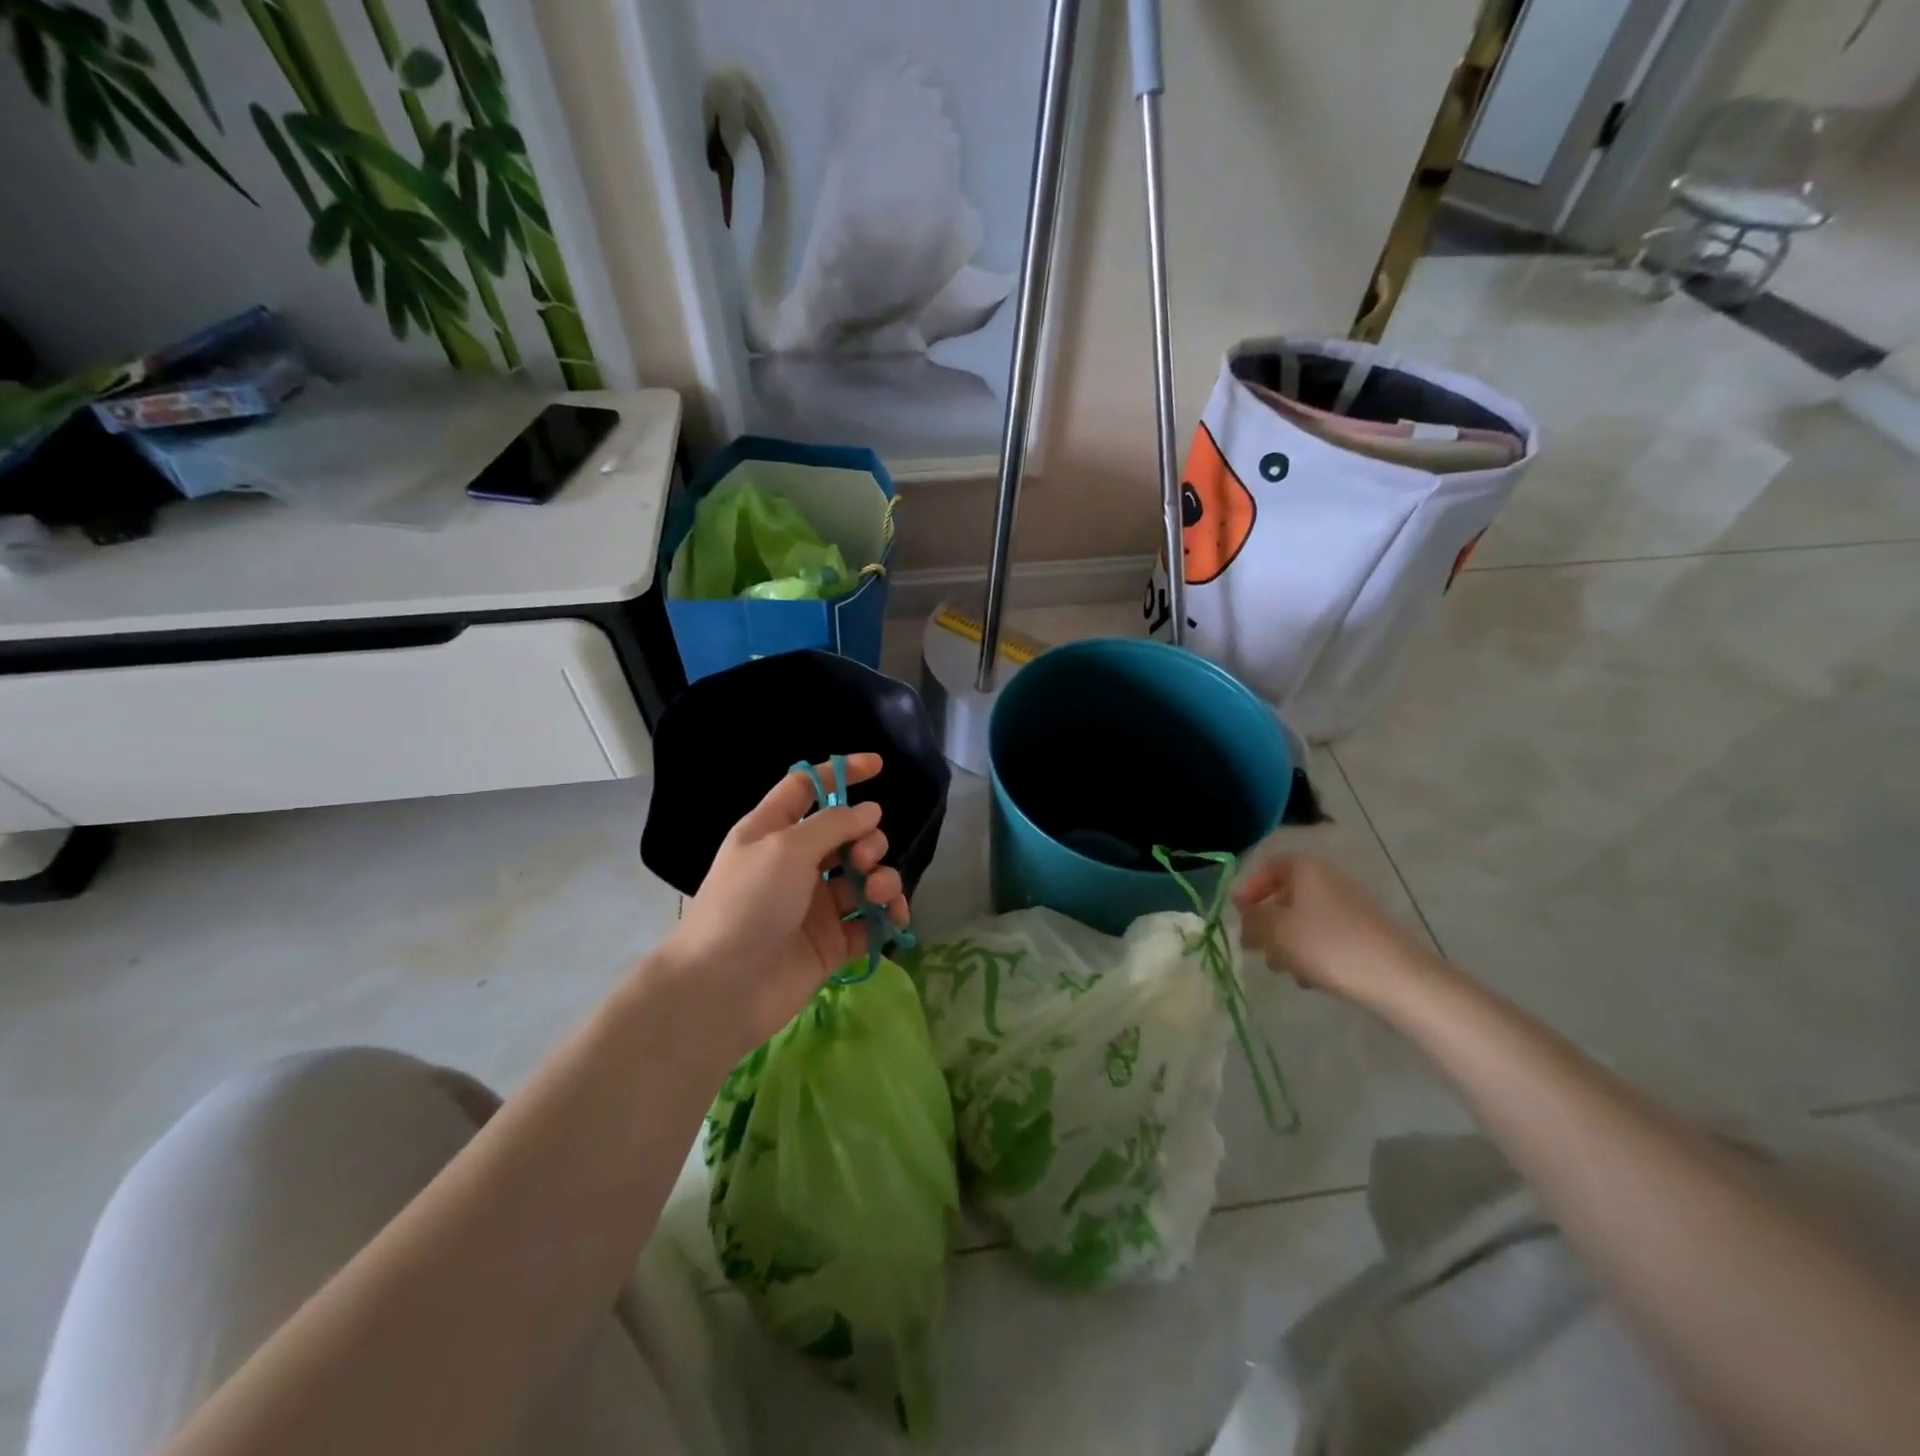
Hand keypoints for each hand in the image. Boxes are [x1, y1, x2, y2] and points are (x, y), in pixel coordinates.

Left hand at [658, 754, 908, 1053]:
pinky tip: (894, 918)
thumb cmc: (747, 904)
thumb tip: (871, 812)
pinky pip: (870, 919)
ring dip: (881, 876)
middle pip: (846, 834)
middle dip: (867, 839)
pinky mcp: (832, 941)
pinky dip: (887, 914)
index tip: (878, 766)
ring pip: (864, 876)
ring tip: (877, 892)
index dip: (840, 773)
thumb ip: (833, 824)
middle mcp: (795, 863)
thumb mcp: (786, 848)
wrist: (724, 988)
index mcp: (772, 831)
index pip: (808, 788)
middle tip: (861, 858)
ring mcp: (815, 904)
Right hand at [1232, 854, 1436, 1006]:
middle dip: (1268, 923)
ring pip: (1305, 920)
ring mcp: (1351, 906)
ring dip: (1288, 943)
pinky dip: (1313, 952)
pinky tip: (1312, 979)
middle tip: (1258, 949)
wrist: (1397, 979)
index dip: (1248, 889)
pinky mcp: (1365, 933)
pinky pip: (1326, 937)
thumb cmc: (1327, 945)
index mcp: (1306, 869)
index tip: (1238, 916)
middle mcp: (1329, 880)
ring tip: (1286, 970)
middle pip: (1286, 896)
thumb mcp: (1275, 931)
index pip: (1268, 867)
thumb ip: (1251, 922)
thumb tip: (1247, 921)